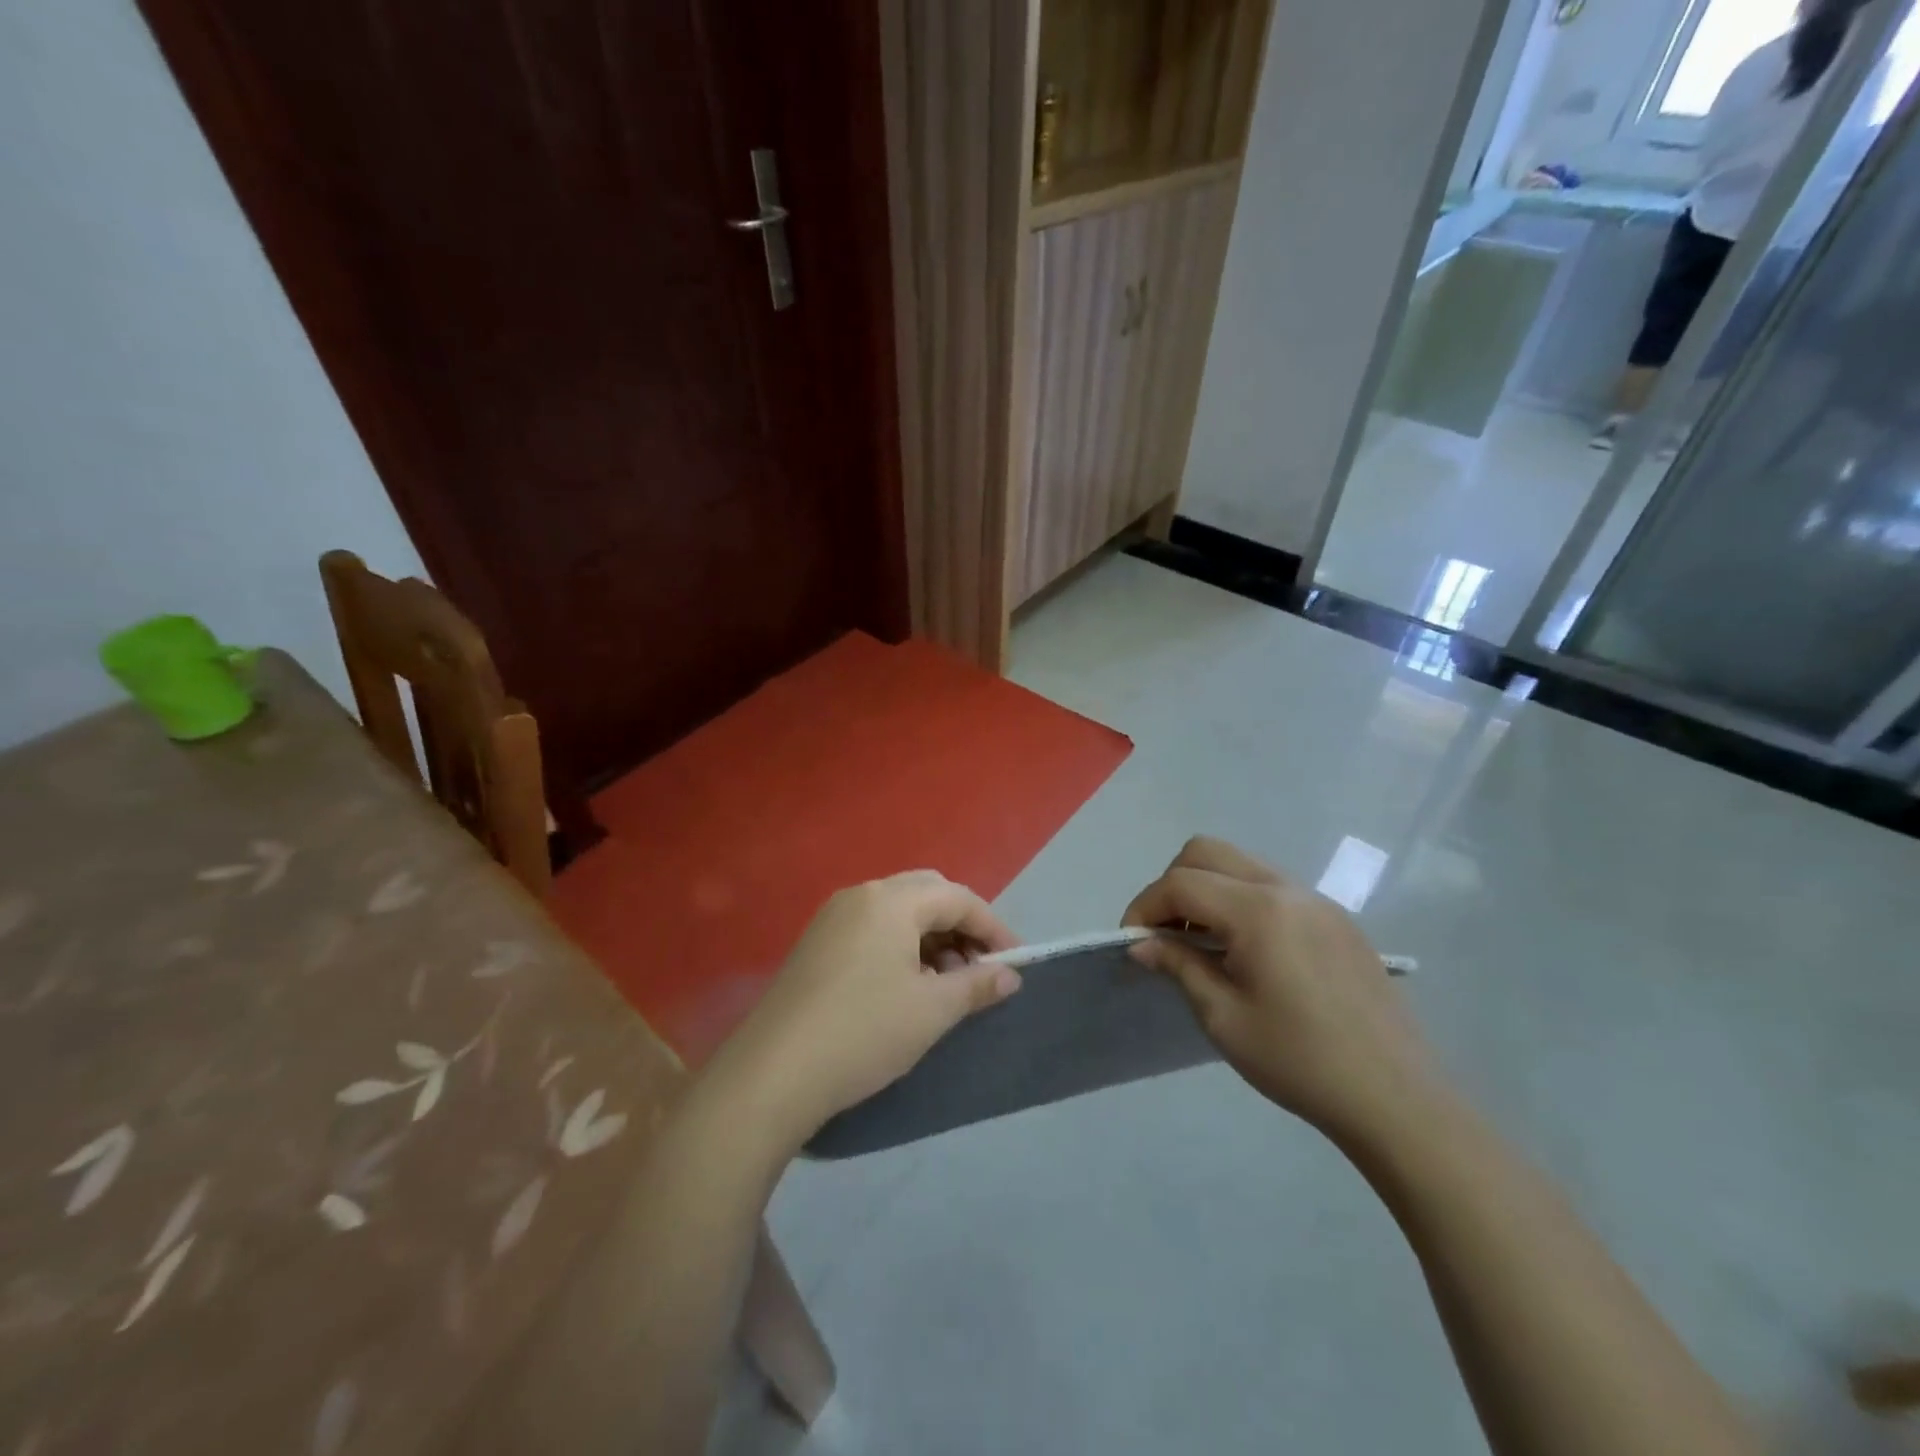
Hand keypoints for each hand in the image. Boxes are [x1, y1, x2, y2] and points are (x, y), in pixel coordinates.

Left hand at [718, 871, 1023, 1148]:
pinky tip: (906, 987)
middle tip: (979, 968)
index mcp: (891, 900)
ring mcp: (833, 918)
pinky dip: (901, 947)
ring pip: (898, 913)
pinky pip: (872, 930)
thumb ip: (976, 986)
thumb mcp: (931, 1011)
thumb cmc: (863, 1032)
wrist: (772, 1074)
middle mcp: (861, 895)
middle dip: (961, 927)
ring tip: (946, 984)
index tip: (1015, 963)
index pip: (958, 898)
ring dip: (931, 938)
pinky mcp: (816, 945)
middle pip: (927, 895)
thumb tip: (1009, 976)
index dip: (993, 927)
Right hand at [1122, 837, 1437, 1142]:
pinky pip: (1272, 886)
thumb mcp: (1224, 1018)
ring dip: (1207, 889)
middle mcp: (1286, 889)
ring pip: (1240, 864)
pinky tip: (1245, 951)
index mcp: (1258, 911)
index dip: (1144, 907)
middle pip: (1207, 852)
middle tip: (1164, 934)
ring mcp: (1316, 900)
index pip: (1181, 883)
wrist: (1396, 1098)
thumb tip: (1141, 944)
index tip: (1131, 943)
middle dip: (1172, 884)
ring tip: (1200, 942)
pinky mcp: (1336, 918)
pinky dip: (1240, 900)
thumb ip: (1178, 966)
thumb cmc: (1300, 1061)